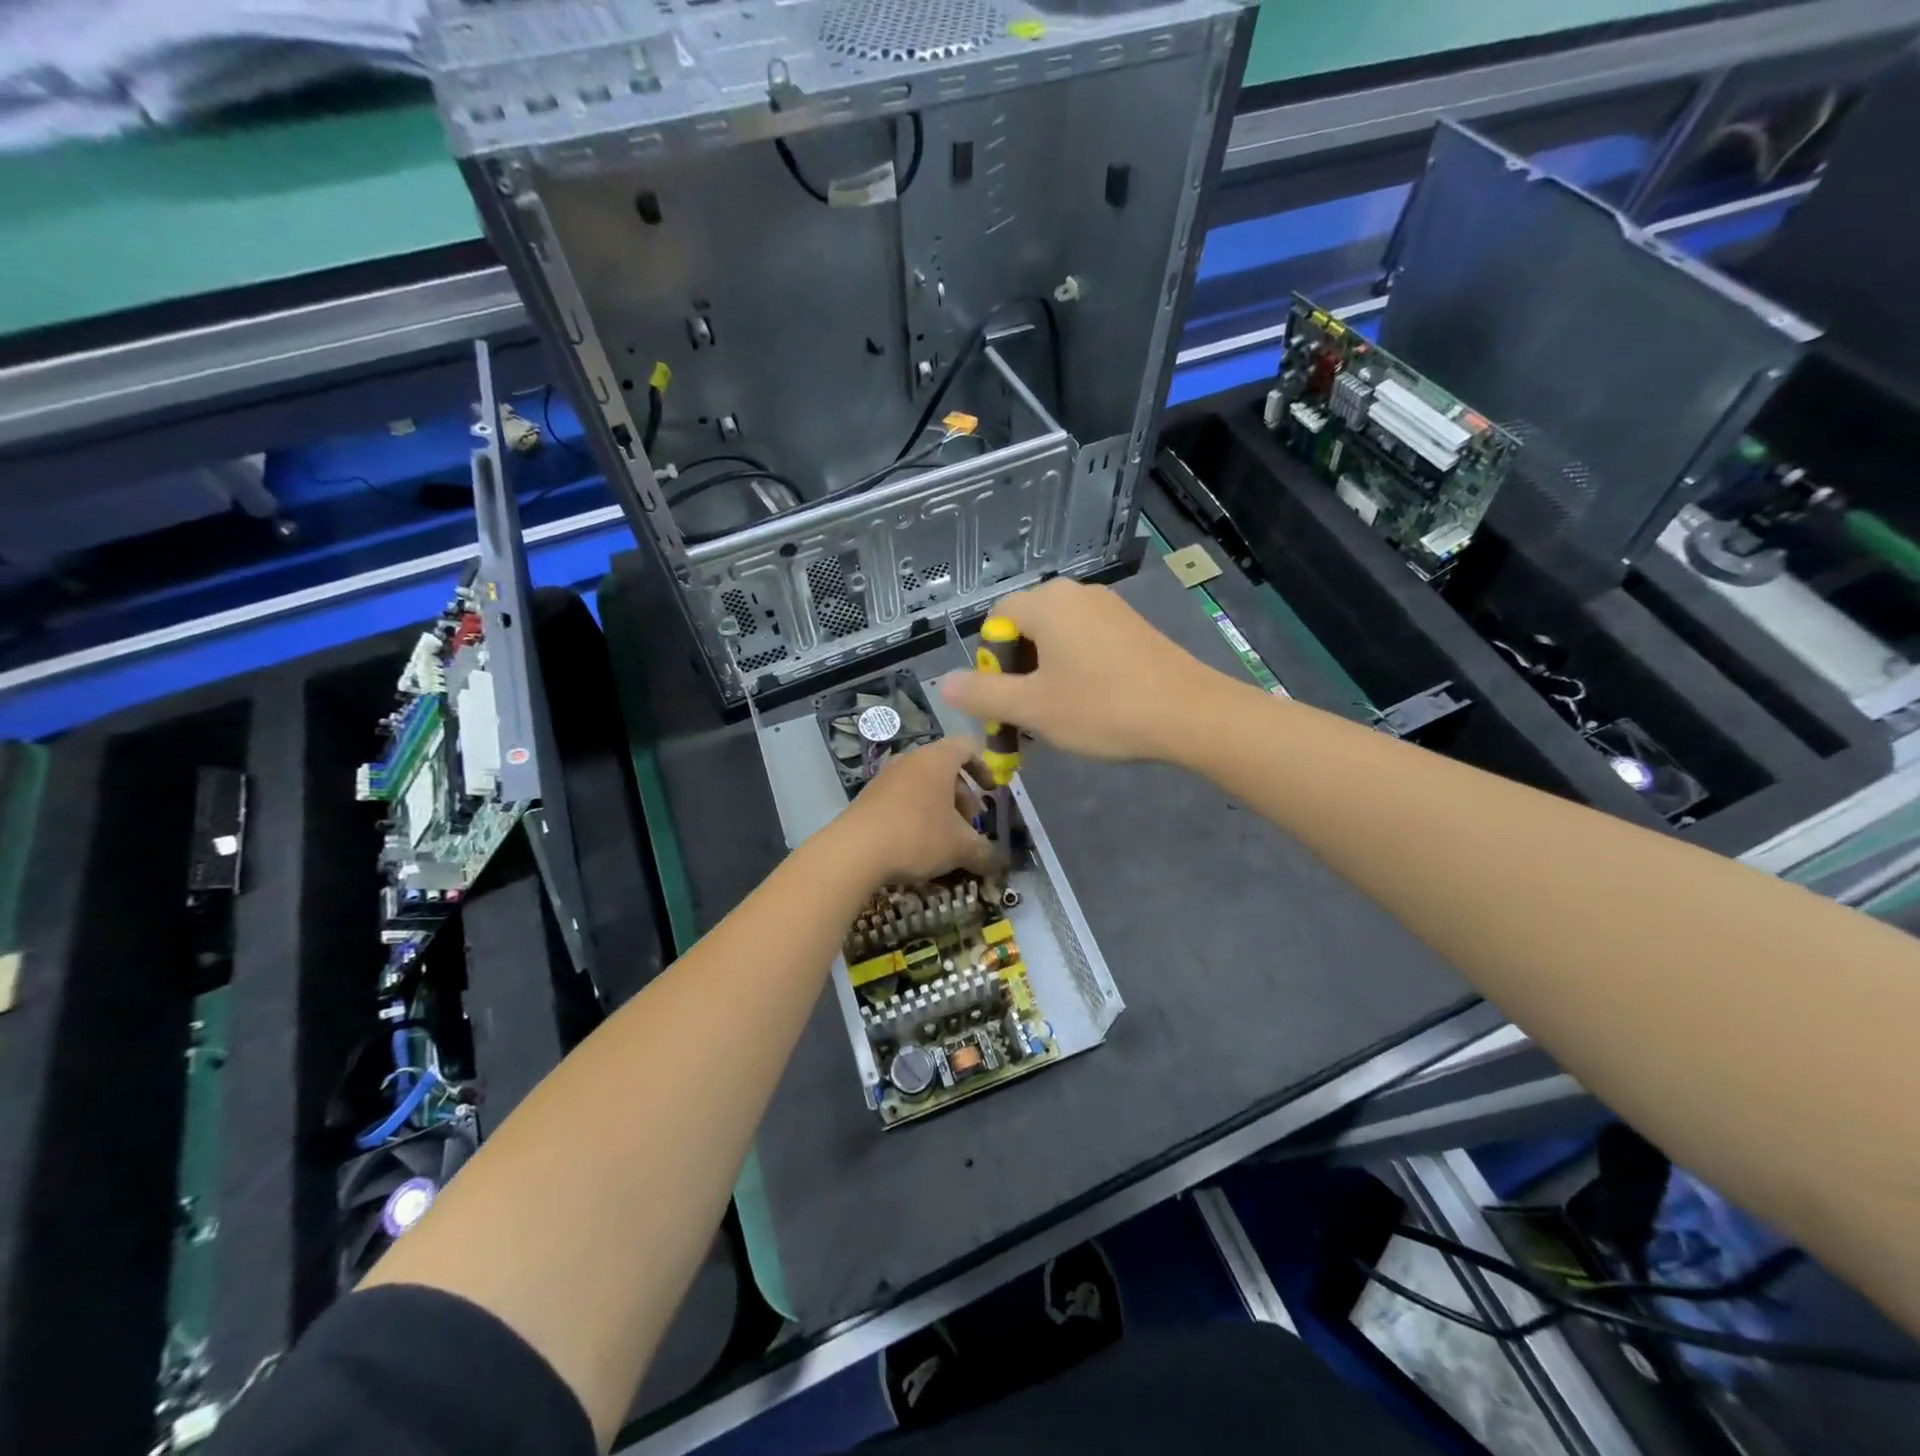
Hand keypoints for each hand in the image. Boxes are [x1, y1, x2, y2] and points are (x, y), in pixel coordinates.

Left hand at [834, 737, 996, 884]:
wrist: (854, 851)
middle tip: (971, 824)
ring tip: (946, 839)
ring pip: (923, 785)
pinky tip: (918, 844)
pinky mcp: (869, 797)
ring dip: (940, 808)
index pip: (968, 747)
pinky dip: (917, 814)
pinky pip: (902, 798)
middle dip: (963, 796)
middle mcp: (911, 760)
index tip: (992, 792)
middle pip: (946, 768)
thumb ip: (985, 852)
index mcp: (937, 759)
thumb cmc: (918, 836)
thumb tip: (998, 862)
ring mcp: (886, 777)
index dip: (985, 767)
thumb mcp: (961, 847)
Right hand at [940, 578, 1224, 762]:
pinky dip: (1075, 669)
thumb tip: (943, 684)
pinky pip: (1086, 642)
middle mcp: (1076, 594)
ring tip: (1057, 715)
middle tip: (1027, 715)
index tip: (1004, 701)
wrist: (1191, 715)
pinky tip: (1091, 704)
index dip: (991, 663)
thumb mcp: (1033, 708)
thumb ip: (983, 695)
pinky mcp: (1132, 627)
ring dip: (1045, 674)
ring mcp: (1109, 608)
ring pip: (1057, 638)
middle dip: (1017, 672)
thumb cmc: (1103, 708)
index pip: (996, 619)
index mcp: (1047, 603)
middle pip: (1026, 627)